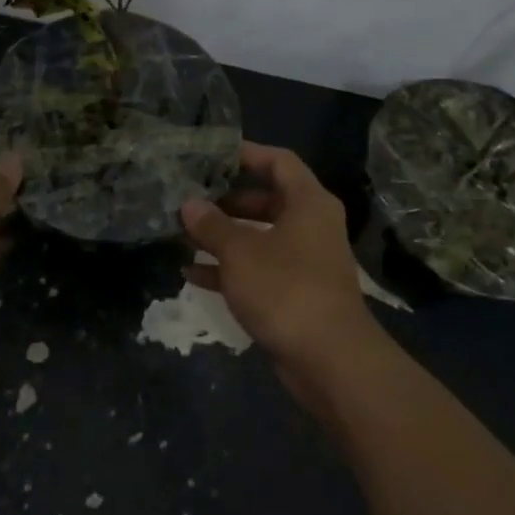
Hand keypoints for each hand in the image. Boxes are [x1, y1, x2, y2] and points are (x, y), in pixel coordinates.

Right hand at [179, 142, 375, 375]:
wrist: (330, 361)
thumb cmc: (286, 290)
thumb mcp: (240, 253)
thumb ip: (212, 225)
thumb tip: (189, 204)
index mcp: (308, 203)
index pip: (279, 161)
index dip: (247, 153)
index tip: (211, 154)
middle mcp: (310, 225)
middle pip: (266, 199)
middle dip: (227, 199)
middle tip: (190, 195)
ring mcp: (304, 260)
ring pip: (260, 236)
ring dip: (224, 235)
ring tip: (183, 232)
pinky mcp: (295, 292)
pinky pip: (258, 269)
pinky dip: (230, 268)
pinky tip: (192, 273)